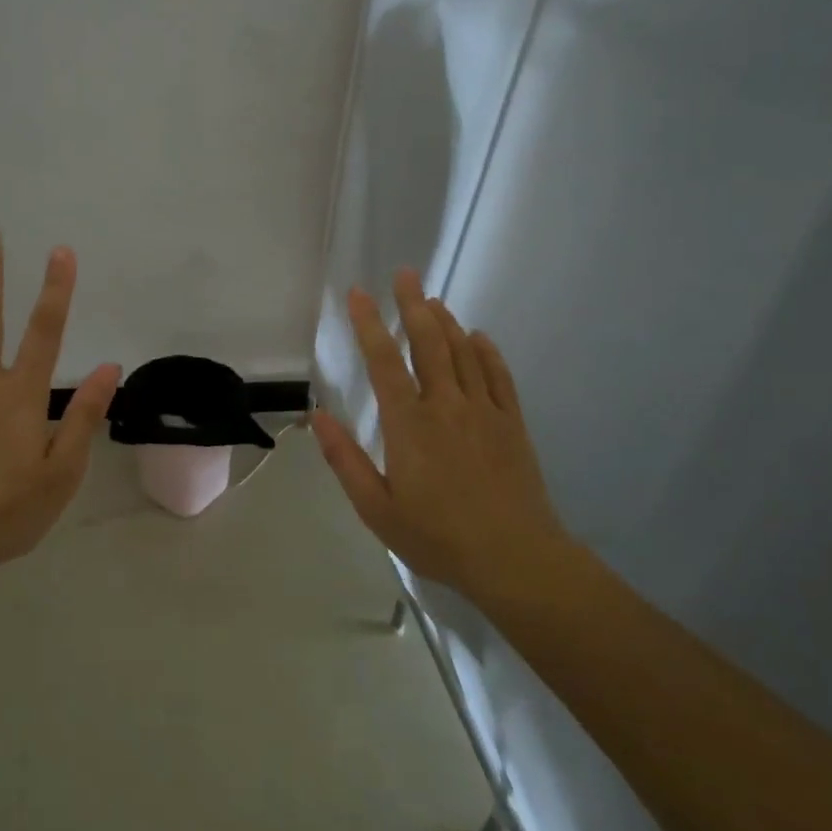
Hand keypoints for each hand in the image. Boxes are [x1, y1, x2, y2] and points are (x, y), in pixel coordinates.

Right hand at [312, 270, 578, 605]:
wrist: (514, 557)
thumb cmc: (437, 536)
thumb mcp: (376, 507)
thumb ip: (345, 459)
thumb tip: (317, 415)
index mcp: (409, 424)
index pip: (384, 362)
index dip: (368, 324)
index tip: (357, 294)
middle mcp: (446, 405)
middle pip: (428, 343)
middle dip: (413, 305)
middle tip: (405, 273)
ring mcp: (483, 410)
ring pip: (463, 352)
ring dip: (446, 322)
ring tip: (433, 300)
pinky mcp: (511, 422)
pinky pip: (498, 375)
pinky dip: (485, 351)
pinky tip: (478, 337)